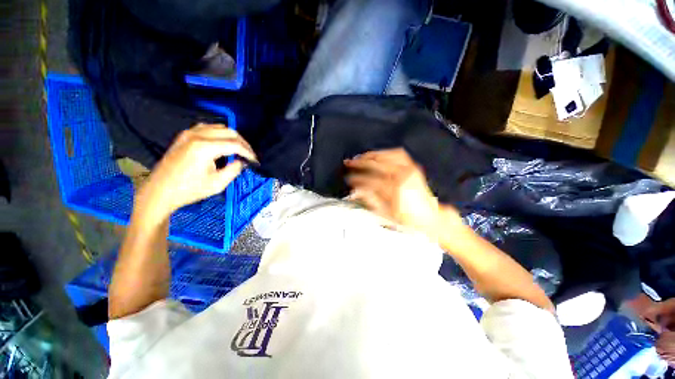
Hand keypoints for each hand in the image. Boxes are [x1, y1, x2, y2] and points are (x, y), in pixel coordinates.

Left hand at [135, 123, 256, 221]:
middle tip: (249, 155)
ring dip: (232, 137)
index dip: (248, 152)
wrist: (159, 191)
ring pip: (219, 127)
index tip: (255, 161)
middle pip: (229, 132)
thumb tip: (243, 162)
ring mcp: (188, 133)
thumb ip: (234, 170)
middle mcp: (197, 135)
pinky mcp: (184, 136)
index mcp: (205, 147)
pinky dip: (219, 134)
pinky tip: (222, 143)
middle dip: (243, 143)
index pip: (235, 144)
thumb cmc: (189, 190)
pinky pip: (207, 128)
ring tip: (238, 149)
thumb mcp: (217, 184)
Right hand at [345, 148, 460, 239]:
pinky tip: (379, 154)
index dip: (357, 179)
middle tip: (349, 163)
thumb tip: (357, 191)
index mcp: (394, 190)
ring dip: (371, 155)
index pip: (370, 180)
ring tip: (361, 156)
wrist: (430, 219)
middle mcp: (402, 176)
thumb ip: (370, 200)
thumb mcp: (387, 214)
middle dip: (360, 163)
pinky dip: (386, 152)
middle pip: (376, 165)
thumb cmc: (409, 220)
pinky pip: (398, 154)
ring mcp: (409, 170)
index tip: (349, 179)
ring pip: (386, 156)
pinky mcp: (414, 168)